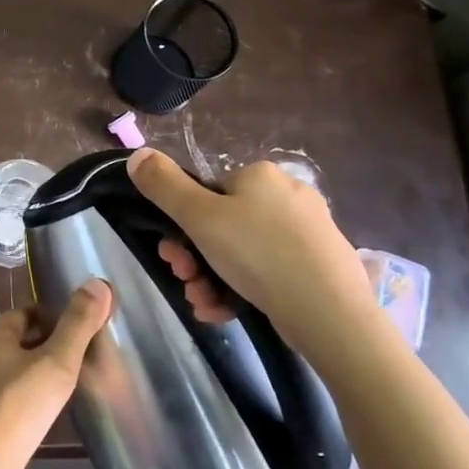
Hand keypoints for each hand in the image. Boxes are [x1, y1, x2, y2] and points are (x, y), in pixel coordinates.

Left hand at [0, 281, 112, 468]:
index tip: (76, 331)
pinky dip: (23, 397)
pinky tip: (40, 414)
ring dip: (33, 372)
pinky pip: (4, 396)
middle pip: (15, 340)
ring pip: (9, 369)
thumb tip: (98, 283)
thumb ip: (78, 324)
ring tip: (62, 386)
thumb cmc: (21, 405)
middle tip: (75, 359)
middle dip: (43, 344)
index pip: (24, 313)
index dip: (51, 317)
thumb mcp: (57, 361)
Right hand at [126, 148, 376, 365]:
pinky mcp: (321, 267)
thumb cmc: (258, 254)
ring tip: (204, 304)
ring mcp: (308, 233)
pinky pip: (269, 273)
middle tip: (186, 281)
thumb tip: (137, 154)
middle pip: (223, 225)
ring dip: (212, 279)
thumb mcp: (199, 216)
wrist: (330, 313)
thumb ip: (163, 185)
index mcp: (261, 175)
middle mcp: (289, 196)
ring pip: (243, 254)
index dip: (183, 225)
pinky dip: (242, 291)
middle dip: (195, 258)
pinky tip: (226, 312)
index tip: (173, 254)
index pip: (209, 193)